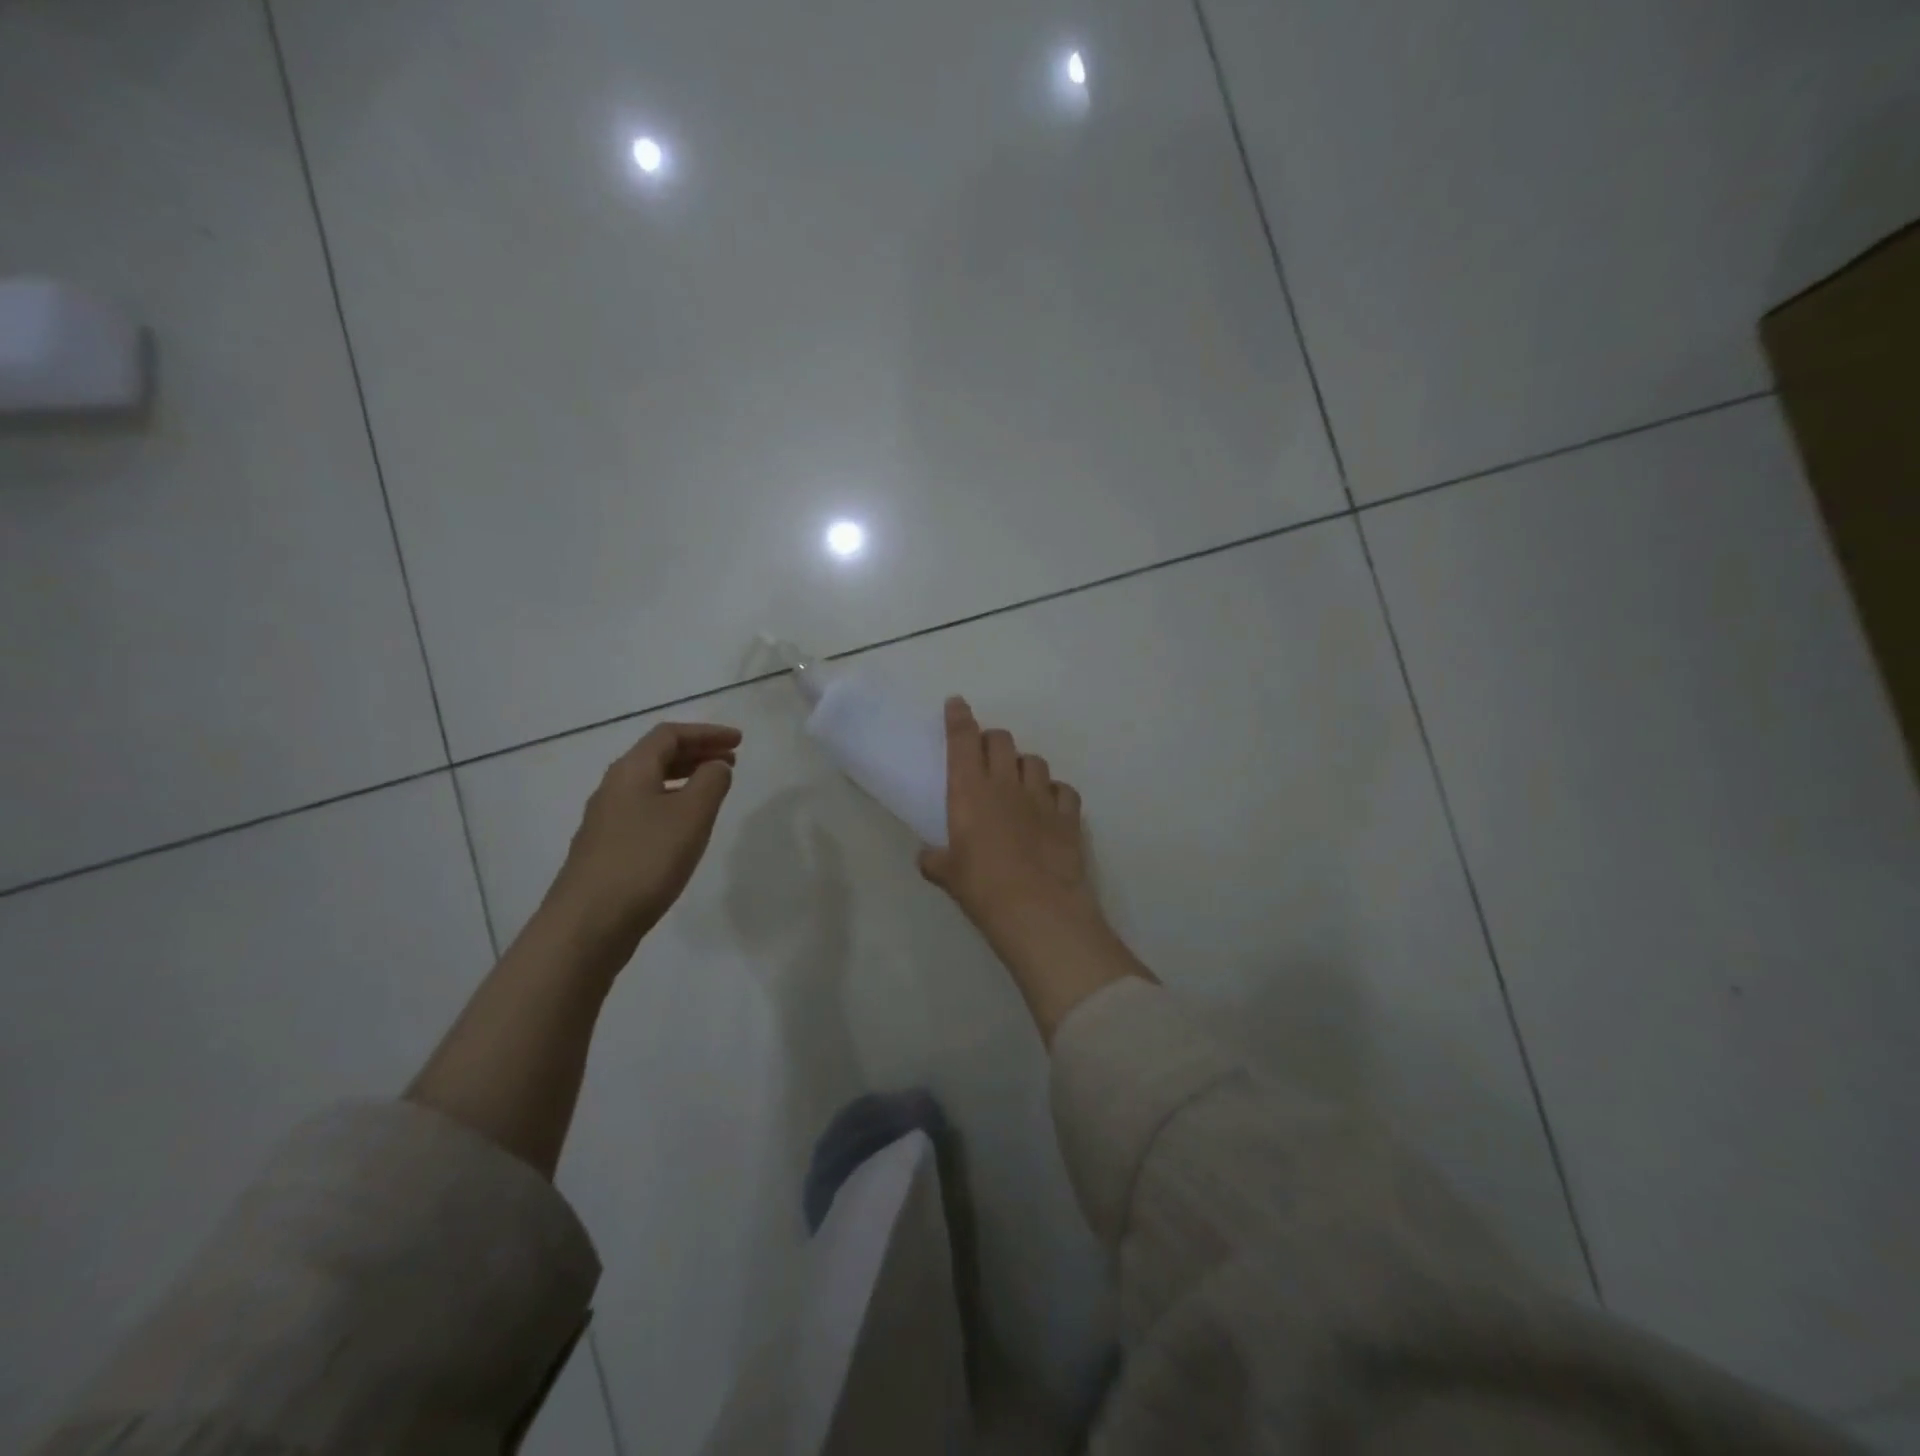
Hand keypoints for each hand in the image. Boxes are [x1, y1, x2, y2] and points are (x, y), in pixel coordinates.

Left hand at [542, 722, 741, 954]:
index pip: (669, 735)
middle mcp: (613, 788)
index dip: (706, 733)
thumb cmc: (645, 860)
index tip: (739, 741)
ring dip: (685, 779)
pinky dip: (672, 804)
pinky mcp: (606, 848)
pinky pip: (644, 810)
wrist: (588, 923)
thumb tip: (716, 765)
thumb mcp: (691, 815)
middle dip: (697, 753)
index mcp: (631, 771)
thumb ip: (711, 782)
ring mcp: (606, 820)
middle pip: (657, 756)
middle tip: (732, 761)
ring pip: (650, 784)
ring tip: (713, 791)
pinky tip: (685, 828)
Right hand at [919, 697, 1098, 939]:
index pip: (963, 740)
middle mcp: (1006, 784)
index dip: (959, 718)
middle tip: (987, 755)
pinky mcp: (1069, 816)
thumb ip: (936, 861)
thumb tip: (927, 858)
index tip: (957, 703)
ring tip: (1019, 781)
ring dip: (1024, 765)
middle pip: (1002, 741)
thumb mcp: (949, 875)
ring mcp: (1041, 798)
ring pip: (1035, 761)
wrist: (1037, 908)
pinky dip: (1055, 792)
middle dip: (993, 740)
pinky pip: (1064, 790)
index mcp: (970, 790)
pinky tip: (1050, 805)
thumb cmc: (982, 888)